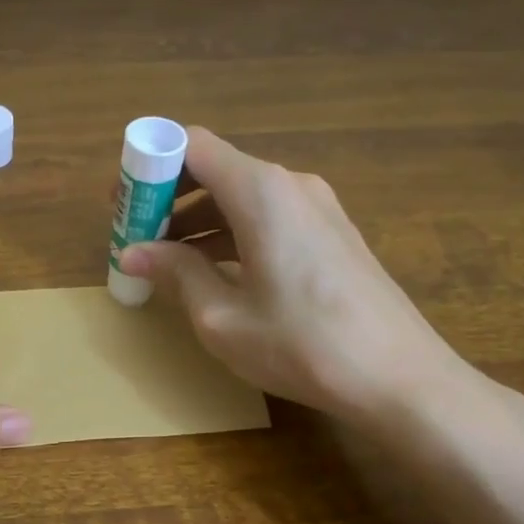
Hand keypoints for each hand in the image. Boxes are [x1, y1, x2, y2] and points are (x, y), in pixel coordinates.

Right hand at [116, 127, 467, 420]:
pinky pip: (268, 216)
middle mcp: (290, 185)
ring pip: (241, 195)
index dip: (150, 165)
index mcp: (261, 192)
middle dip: (168, 197)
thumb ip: (176, 274)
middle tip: (135, 234)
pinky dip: (231, 232)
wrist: (400, 378)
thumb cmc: (302, 345)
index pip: (192, 145)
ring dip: (198, 219)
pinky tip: (212, 271)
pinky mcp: (331, 233)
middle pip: (216, 168)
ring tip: (164, 260)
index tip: (123, 202)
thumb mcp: (222, 317)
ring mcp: (317, 207)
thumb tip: (134, 253)